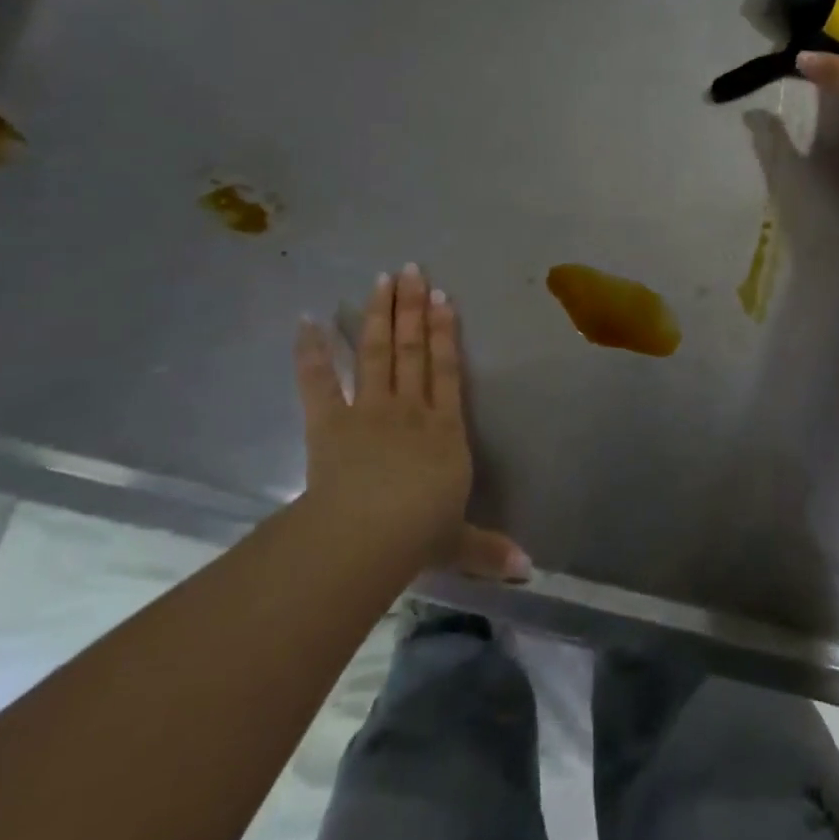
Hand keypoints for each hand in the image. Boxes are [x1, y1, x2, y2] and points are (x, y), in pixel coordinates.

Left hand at [294, 264, 529, 580]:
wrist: (367, 536)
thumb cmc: (419, 534)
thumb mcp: (460, 545)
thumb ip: (491, 550)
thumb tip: (530, 569)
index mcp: (445, 430)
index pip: (448, 370)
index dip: (445, 332)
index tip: (442, 297)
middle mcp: (411, 409)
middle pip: (412, 350)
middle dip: (412, 308)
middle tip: (411, 270)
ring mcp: (369, 411)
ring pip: (376, 353)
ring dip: (377, 314)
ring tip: (380, 279)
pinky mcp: (329, 424)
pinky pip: (319, 383)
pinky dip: (311, 352)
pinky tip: (307, 320)